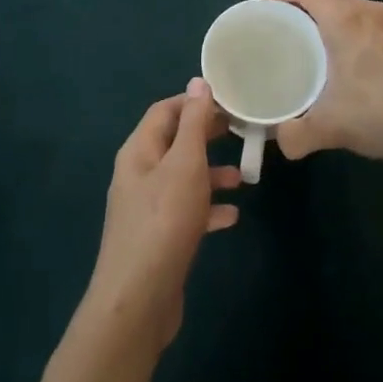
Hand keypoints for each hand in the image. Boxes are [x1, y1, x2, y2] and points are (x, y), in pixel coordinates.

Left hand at [83, 79, 241, 349]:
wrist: (138, 300)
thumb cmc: (164, 221)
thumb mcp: (184, 164)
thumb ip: (194, 123)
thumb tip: (199, 81)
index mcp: (139, 151)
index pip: (165, 111)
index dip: (194, 101)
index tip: (229, 100)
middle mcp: (139, 174)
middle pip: (175, 143)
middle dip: (206, 136)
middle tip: (241, 131)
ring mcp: (147, 208)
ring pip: (183, 179)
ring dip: (211, 174)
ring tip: (243, 177)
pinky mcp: (159, 238)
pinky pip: (186, 212)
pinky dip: (208, 209)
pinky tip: (232, 216)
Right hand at [261, 0, 382, 164]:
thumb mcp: (332, 127)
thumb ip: (297, 135)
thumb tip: (281, 141)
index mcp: (345, 19)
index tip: (262, 4)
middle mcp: (369, 11)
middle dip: (300, 5)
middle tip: (280, 29)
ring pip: (350, 8)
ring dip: (327, 19)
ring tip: (310, 46)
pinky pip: (368, 22)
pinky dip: (349, 31)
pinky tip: (348, 63)